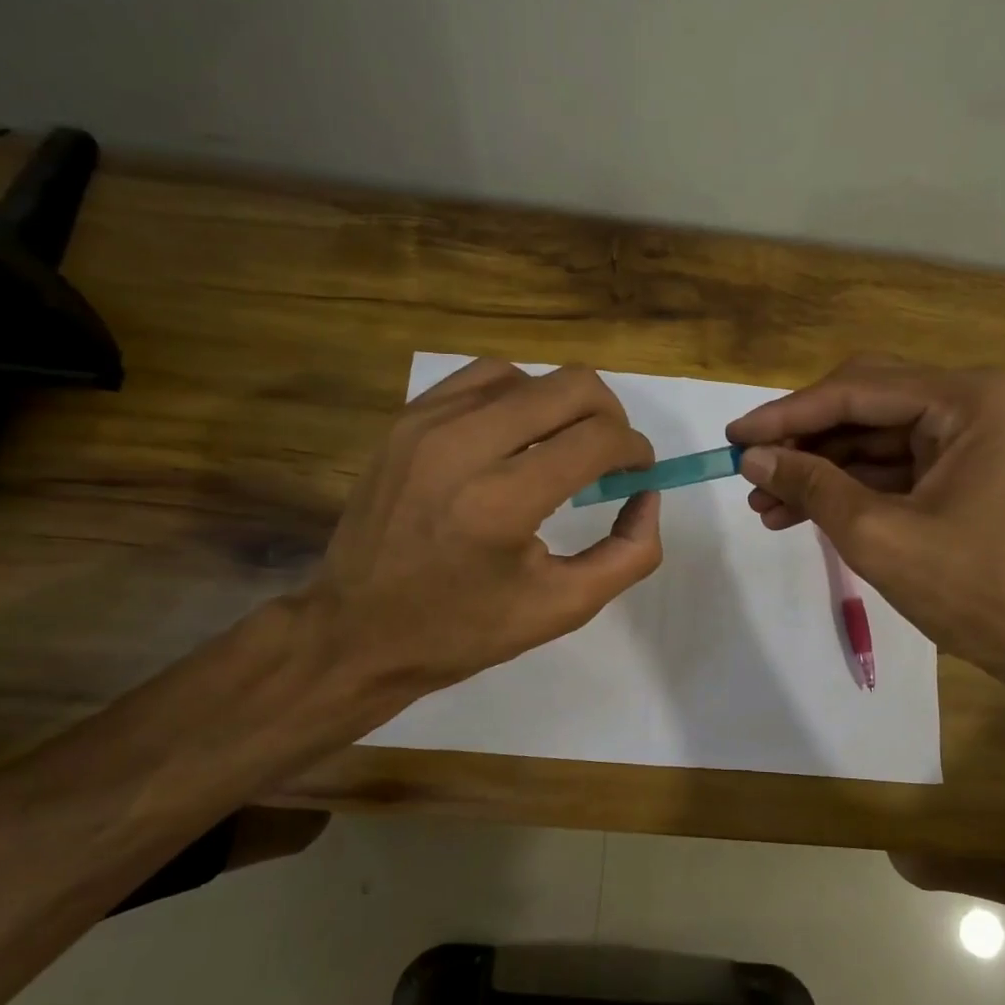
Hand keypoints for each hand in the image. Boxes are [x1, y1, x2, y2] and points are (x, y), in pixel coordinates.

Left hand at [293, 358, 662, 703]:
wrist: (357, 630)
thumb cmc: (463, 630)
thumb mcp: (562, 608)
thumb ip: (628, 553)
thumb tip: (647, 495)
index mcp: (503, 503)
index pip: (598, 439)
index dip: (635, 450)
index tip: (639, 472)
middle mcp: (463, 446)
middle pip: (571, 386)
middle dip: (611, 416)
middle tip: (610, 457)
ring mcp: (427, 424)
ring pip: (528, 375)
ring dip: (561, 404)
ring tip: (561, 446)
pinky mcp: (405, 419)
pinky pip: (480, 379)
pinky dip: (516, 397)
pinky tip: (516, 436)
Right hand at [725, 355, 1004, 693]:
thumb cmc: (976, 589)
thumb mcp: (879, 536)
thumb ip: (812, 487)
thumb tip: (751, 457)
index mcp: (967, 400)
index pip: (857, 390)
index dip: (787, 414)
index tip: (732, 435)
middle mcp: (970, 404)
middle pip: (863, 404)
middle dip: (802, 440)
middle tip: (748, 466)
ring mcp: (967, 438)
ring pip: (871, 439)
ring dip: (817, 469)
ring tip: (762, 503)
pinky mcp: (959, 472)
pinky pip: (889, 468)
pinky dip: (845, 488)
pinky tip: (797, 513)